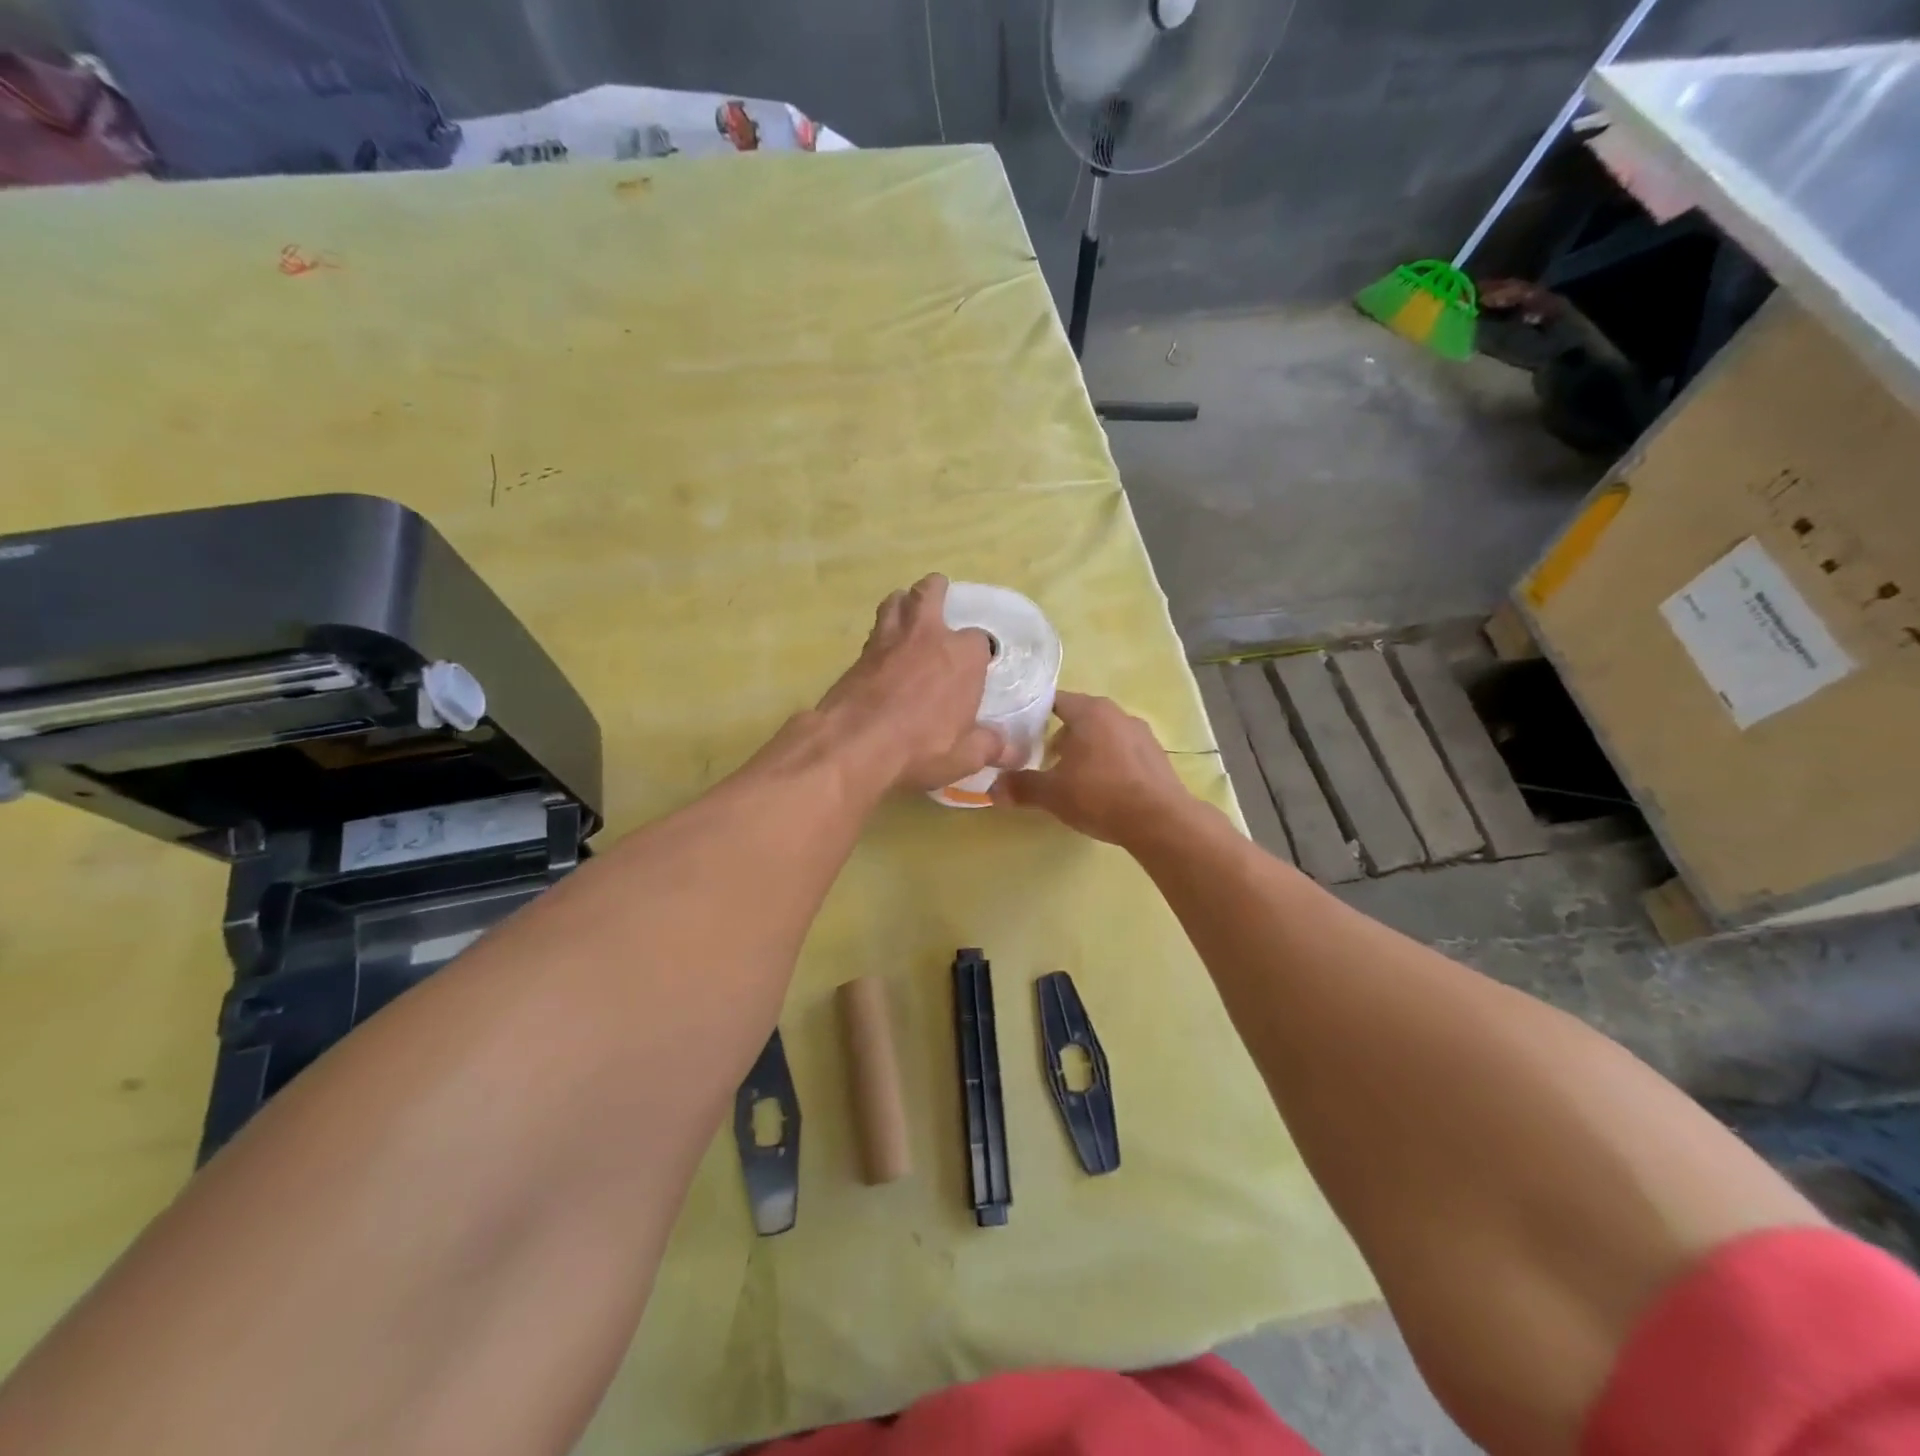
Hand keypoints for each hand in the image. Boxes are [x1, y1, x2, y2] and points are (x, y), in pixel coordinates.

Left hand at [817, 575, 1013, 792]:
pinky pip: (873, 633)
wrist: (855, 744)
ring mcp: (888, 640)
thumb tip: (1013, 751)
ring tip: (906, 611)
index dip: (979, 652)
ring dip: (902, 603)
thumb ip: (990, 747)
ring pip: (894, 602)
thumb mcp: (966, 757)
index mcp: (963, 656)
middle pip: (930, 594)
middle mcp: (928, 636)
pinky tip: (882, 652)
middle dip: (936, 590)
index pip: (980, 640)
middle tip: (939, 596)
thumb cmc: (921, 747)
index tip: (977, 667)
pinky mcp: (858, 655)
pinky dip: (880, 635)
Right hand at [990, 691, 1193, 844]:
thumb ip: (1020, 787)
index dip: (1035, 715)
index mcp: (1090, 711)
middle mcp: (1118, 713)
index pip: (1056, 701)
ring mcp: (1142, 734)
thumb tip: (991, 789)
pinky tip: (1103, 789)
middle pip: (1080, 718)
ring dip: (1086, 751)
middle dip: (1061, 737)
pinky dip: (1109, 763)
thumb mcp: (1052, 794)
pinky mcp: (1157, 756)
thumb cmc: (1100, 795)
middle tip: (1044, 761)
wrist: (1160, 821)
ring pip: (1103, 735)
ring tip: (1073, 779)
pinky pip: (1124, 752)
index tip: (1020, 734)